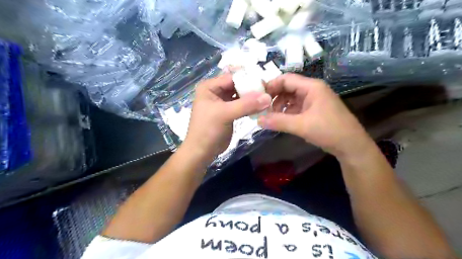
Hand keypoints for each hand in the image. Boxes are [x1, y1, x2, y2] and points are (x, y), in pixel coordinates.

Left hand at [182, 74, 270, 160]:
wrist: (202, 151)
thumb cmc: (208, 130)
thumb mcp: (225, 114)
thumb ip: (246, 105)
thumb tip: (268, 97)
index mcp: (210, 87)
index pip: (232, 77)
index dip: (248, 79)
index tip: (266, 84)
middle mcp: (216, 91)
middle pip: (237, 85)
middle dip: (252, 88)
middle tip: (268, 91)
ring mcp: (223, 102)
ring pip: (240, 95)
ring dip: (252, 97)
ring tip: (267, 99)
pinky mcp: (229, 112)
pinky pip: (242, 105)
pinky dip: (250, 106)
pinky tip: (261, 107)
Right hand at [258, 72, 372, 157]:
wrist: (351, 145)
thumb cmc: (328, 131)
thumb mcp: (301, 126)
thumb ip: (278, 122)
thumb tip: (257, 120)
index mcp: (311, 87)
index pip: (286, 79)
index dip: (271, 86)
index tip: (258, 97)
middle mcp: (312, 90)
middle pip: (287, 87)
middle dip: (274, 97)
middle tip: (263, 109)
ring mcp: (313, 100)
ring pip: (291, 98)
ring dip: (280, 106)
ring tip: (271, 117)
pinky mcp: (313, 110)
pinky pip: (296, 107)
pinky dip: (287, 112)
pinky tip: (281, 120)